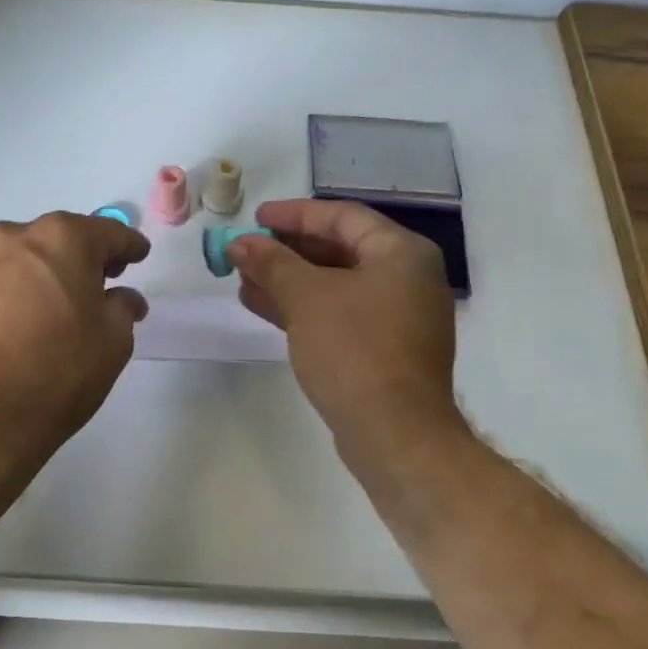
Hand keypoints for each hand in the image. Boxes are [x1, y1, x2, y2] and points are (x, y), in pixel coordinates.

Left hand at [0, 212, 150, 457]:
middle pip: (59, 239)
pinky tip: (20, 323)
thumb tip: (121, 298)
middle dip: (82, 257)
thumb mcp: (112, 343)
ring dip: (43, 275)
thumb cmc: (57, 371)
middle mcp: (13, 238)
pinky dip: (12, 295)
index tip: (139, 255)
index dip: (128, 245)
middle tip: (101, 282)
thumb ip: (122, 309)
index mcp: (62, 238)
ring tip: (57, 306)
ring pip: (21, 260)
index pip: (107, 232)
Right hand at [228, 199, 461, 458]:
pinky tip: (262, 307)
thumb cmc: (355, 350)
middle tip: (246, 251)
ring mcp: (398, 317)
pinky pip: (339, 314)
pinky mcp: (384, 350)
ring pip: (335, 285)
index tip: (256, 217)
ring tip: (243, 279)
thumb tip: (240, 243)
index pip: (343, 217)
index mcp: (402, 254)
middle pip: (339, 250)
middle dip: (287, 251)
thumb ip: (272, 263)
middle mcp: (407, 279)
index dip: (295, 214)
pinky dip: (303, 308)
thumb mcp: (307, 297)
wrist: (394, 434)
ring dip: (289, 281)